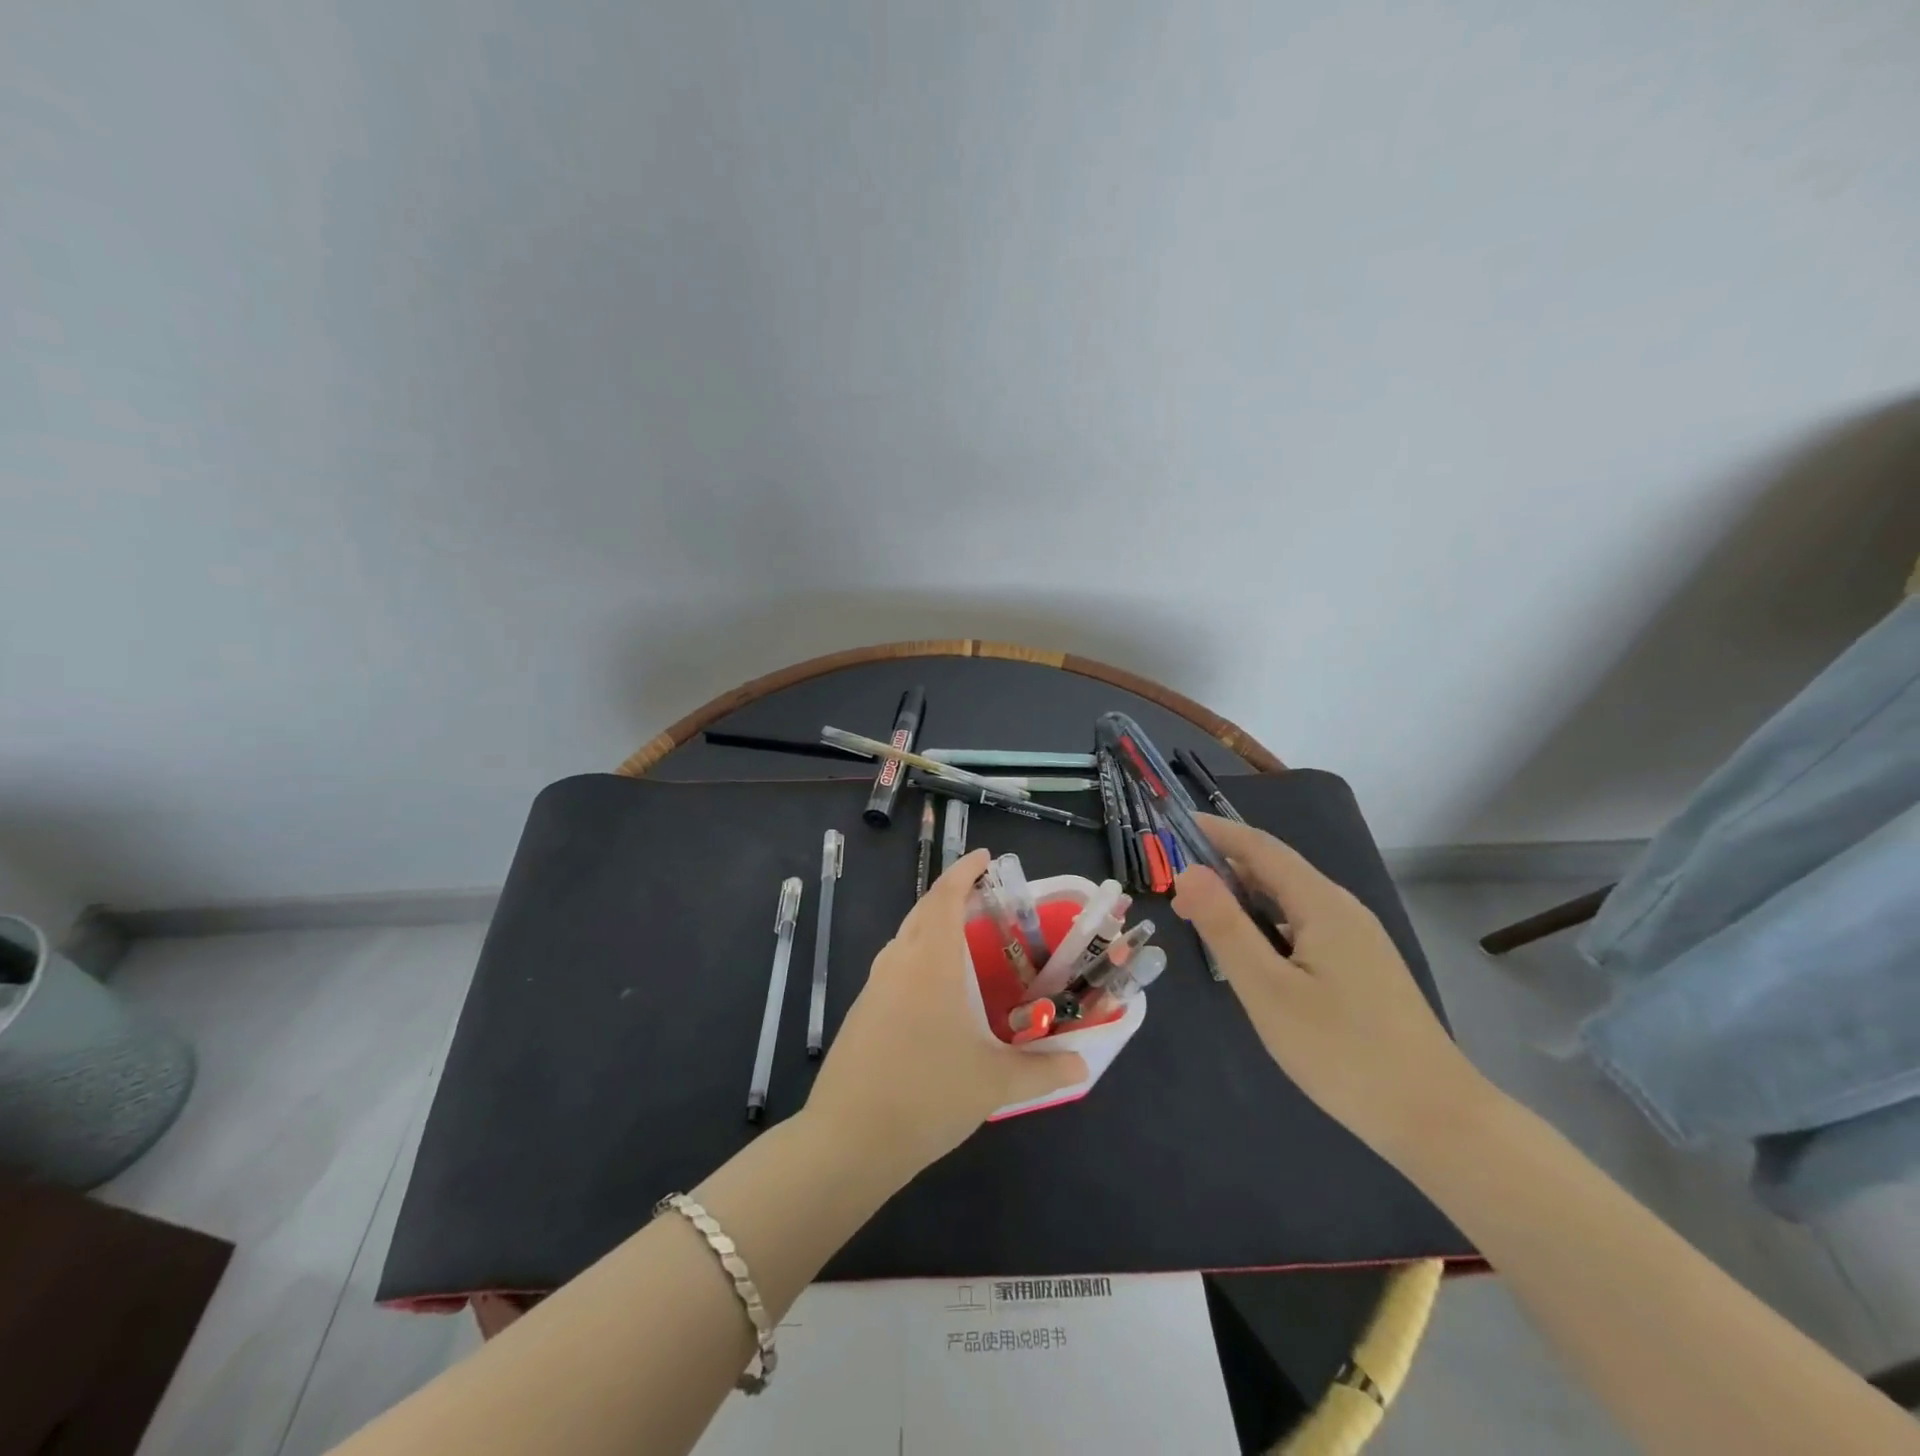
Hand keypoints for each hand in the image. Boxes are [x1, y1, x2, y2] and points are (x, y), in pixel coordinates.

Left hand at [808, 849, 1087, 1174]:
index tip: (986, 858)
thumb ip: (1042, 1071)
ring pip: (905, 939)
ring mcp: (874, 987)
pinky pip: (894, 967)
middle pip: (923, 911)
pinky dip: (918, 958)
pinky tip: (936, 993)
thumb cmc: (927, 1095)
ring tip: (965, 943)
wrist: (848, 1139)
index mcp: (931, 962)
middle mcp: (899, 962)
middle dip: (951, 896)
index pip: (945, 896)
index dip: (964, 871)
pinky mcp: (861, 1012)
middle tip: (985, 900)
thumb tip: (1082, 1065)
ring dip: (932, 927)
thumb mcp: (994, 1084)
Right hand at [1171, 816, 1490, 1157]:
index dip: (1217, 832)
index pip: (1261, 847)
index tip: (1174, 825)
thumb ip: (1225, 926)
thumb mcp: (1267, 990)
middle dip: (1224, 868)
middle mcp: (1343, 910)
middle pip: (1277, 870)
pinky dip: (1267, 925)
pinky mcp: (1363, 969)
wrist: (1437, 1120)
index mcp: (1322, 904)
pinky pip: (1305, 928)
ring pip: (1290, 902)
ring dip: (1244, 899)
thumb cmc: (1343, 1052)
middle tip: (1175, 888)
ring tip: (1203, 919)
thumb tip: (1187, 870)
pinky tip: (1252, 956)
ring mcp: (1358, 940)